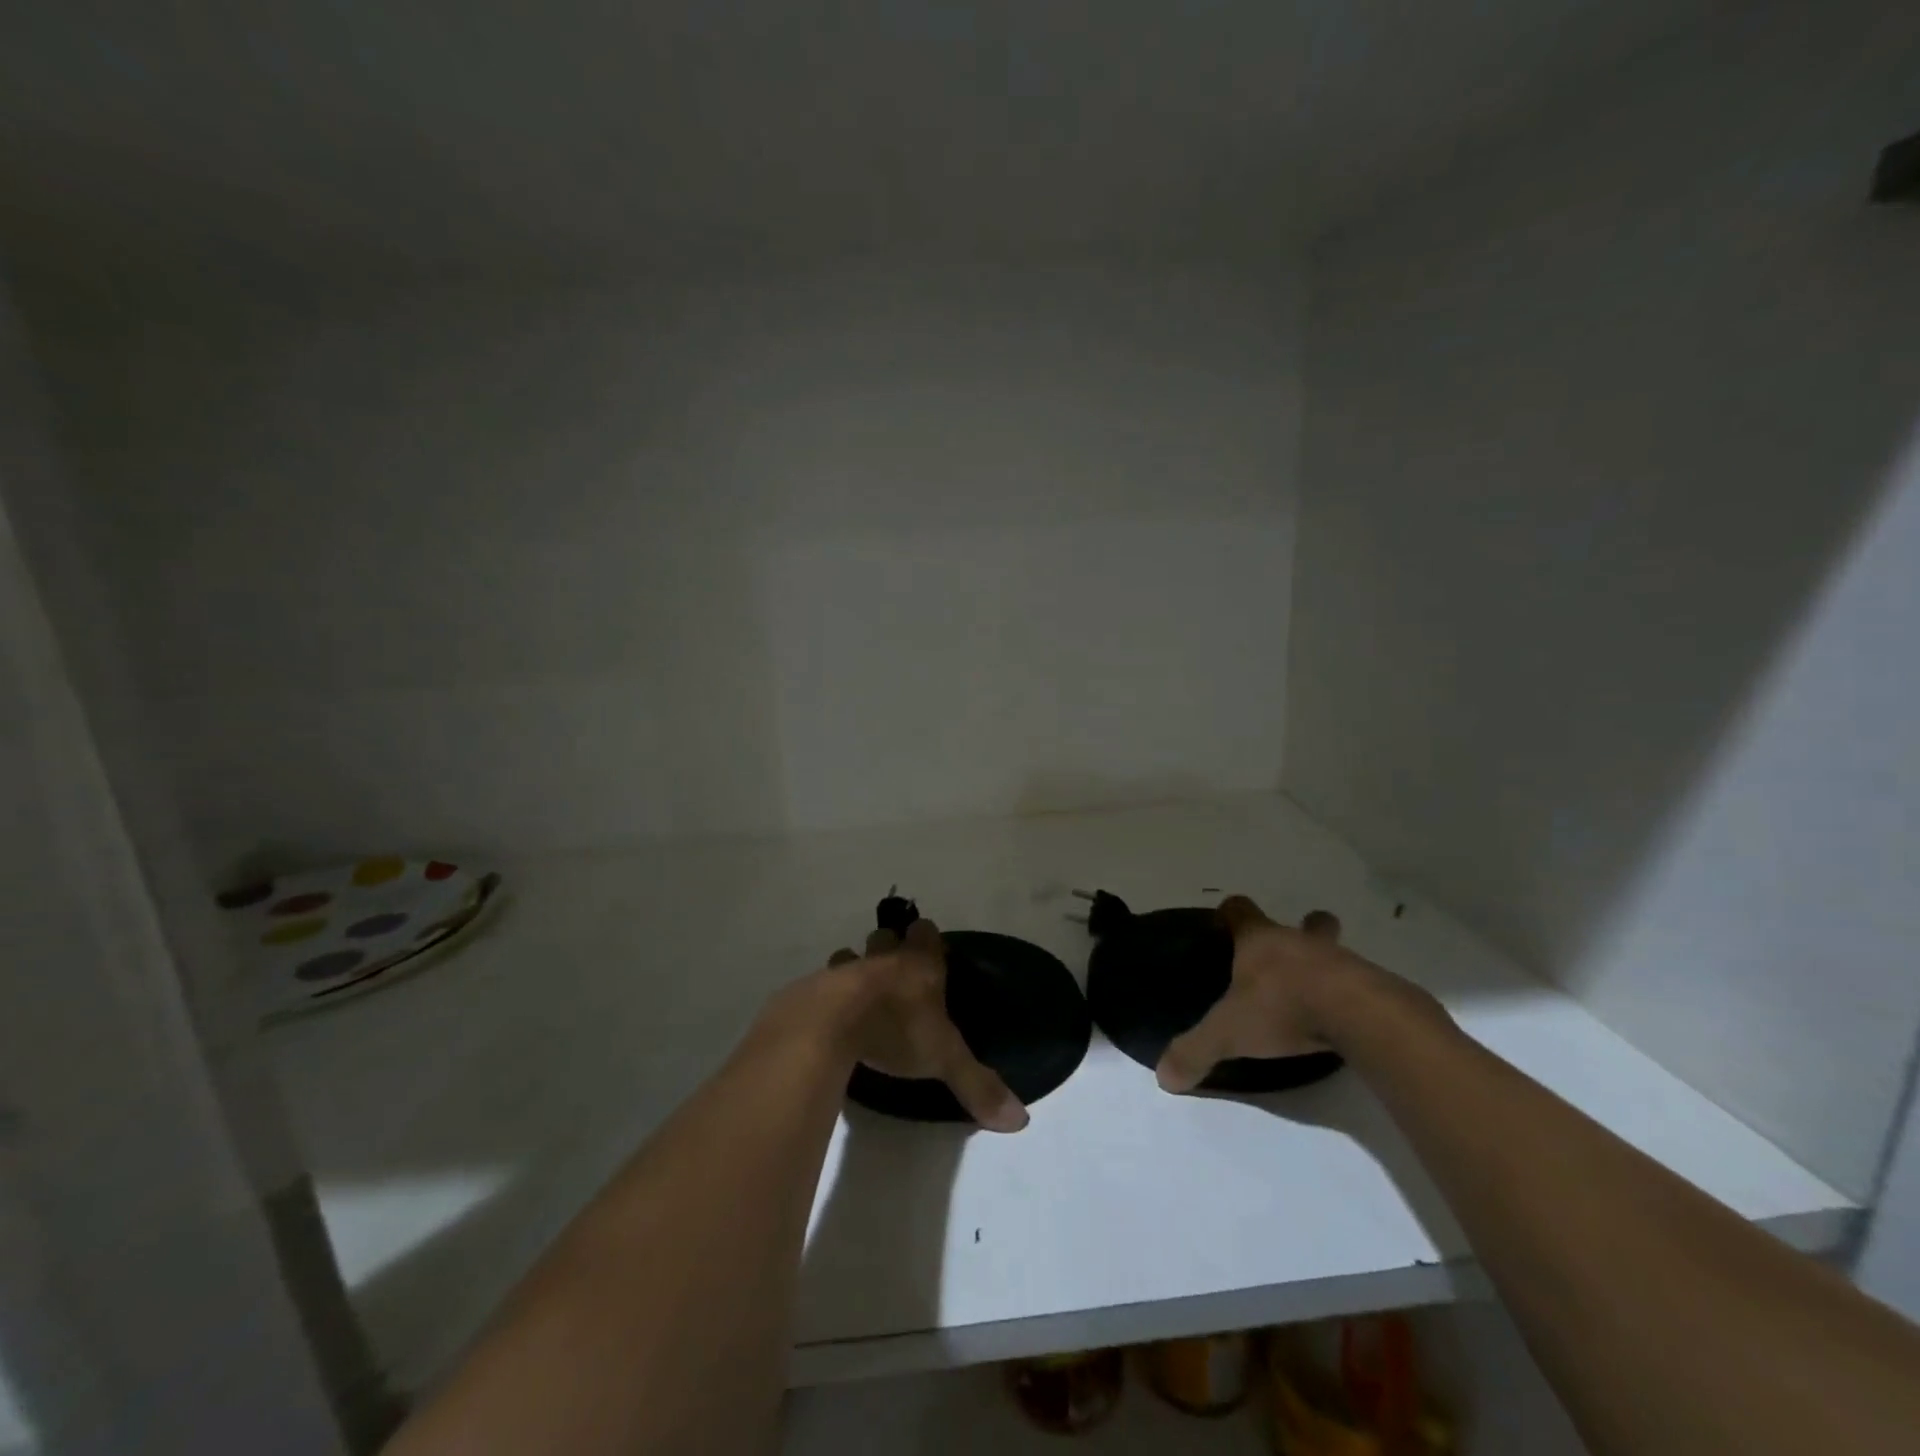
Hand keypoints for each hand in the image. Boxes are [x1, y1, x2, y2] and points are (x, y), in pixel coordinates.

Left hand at [820, 921, 1029, 1132]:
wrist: (831, 1024)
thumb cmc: (897, 1030)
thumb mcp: (944, 1060)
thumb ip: (978, 1085)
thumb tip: (1021, 1120)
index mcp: (919, 964)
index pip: (926, 933)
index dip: (927, 939)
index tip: (930, 952)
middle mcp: (884, 958)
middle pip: (886, 937)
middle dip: (889, 948)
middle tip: (895, 973)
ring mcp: (846, 970)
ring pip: (851, 956)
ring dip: (854, 969)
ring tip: (858, 995)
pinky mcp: (815, 988)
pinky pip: (823, 983)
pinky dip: (827, 995)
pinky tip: (830, 1017)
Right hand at [1155, 895, 1369, 1092]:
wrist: (1356, 1015)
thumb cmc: (1282, 1007)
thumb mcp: (1228, 1033)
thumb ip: (1196, 1050)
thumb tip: (1164, 1076)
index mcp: (1260, 940)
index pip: (1240, 910)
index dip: (1231, 914)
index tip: (1226, 925)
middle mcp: (1298, 942)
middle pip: (1305, 922)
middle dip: (1302, 929)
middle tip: (1289, 957)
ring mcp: (1340, 961)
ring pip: (1333, 951)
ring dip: (1326, 966)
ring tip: (1317, 994)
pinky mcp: (1371, 986)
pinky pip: (1359, 983)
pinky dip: (1349, 995)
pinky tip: (1342, 1019)